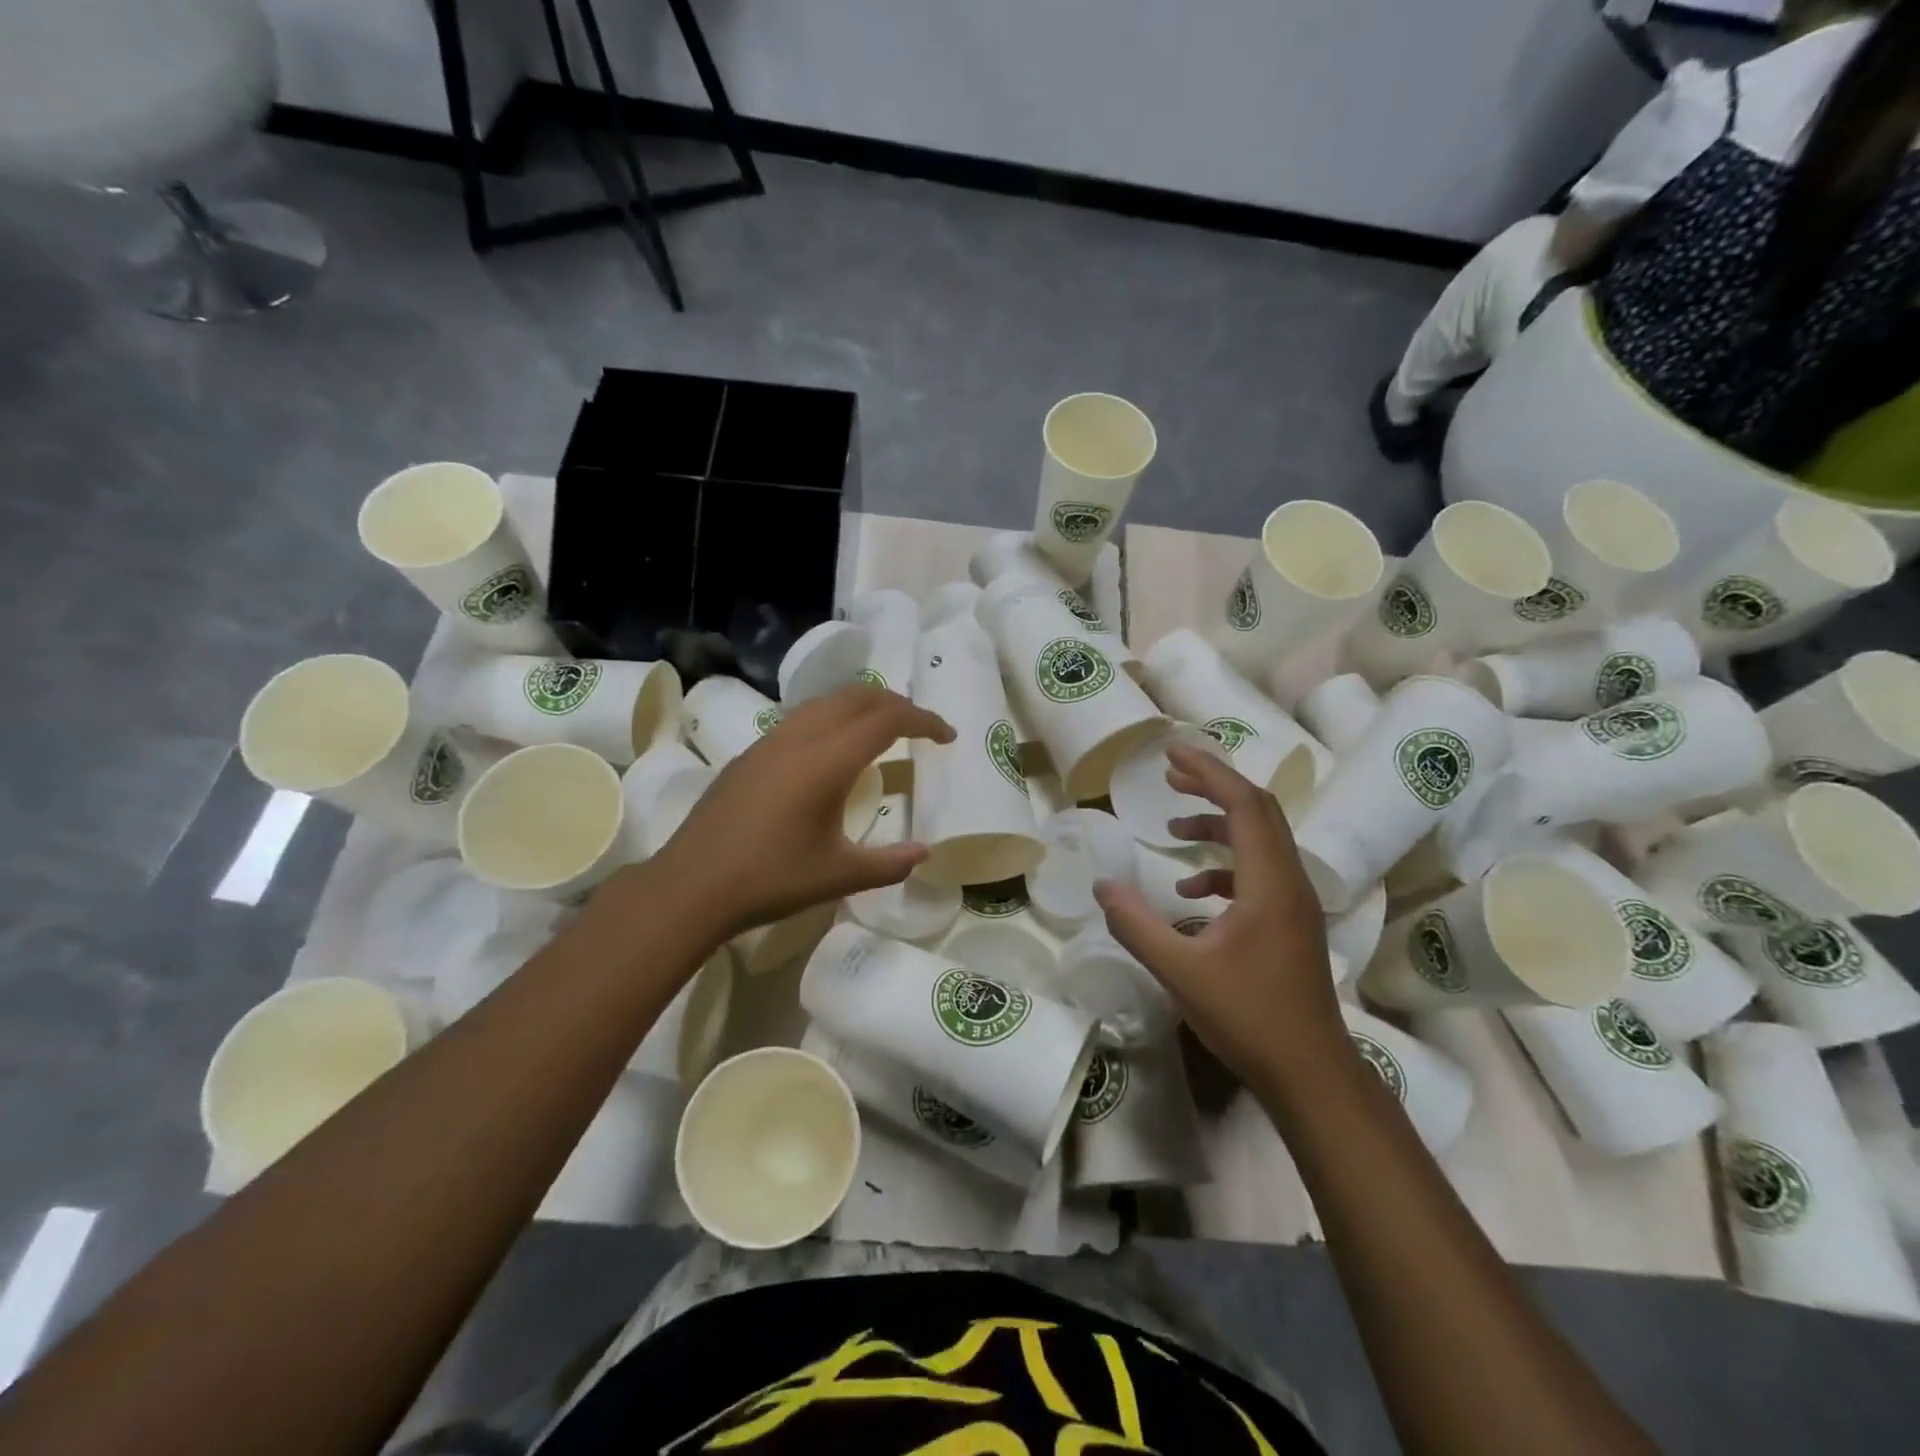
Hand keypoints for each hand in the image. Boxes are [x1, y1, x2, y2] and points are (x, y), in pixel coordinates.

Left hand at [628, 683, 953, 940]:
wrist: (691, 886)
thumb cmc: (770, 880)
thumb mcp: (839, 876)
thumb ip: (889, 863)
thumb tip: (924, 852)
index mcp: (827, 761)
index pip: (887, 720)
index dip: (924, 721)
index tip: (947, 736)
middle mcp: (800, 738)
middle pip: (857, 697)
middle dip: (896, 703)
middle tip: (920, 727)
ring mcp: (770, 742)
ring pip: (826, 702)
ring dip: (862, 705)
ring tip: (883, 730)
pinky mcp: (750, 754)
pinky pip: (802, 717)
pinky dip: (833, 718)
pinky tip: (833, 751)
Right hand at [1094, 743, 1345, 1094]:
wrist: (1311, 1072)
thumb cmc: (1248, 1018)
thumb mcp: (1180, 971)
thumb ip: (1136, 925)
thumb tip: (1101, 886)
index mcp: (1269, 883)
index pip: (1244, 805)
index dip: (1209, 772)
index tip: (1171, 754)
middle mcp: (1289, 882)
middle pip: (1258, 811)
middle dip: (1213, 786)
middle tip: (1170, 773)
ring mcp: (1295, 903)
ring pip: (1260, 841)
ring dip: (1217, 826)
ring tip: (1171, 830)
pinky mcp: (1290, 923)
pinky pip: (1258, 873)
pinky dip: (1223, 867)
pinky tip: (1190, 890)